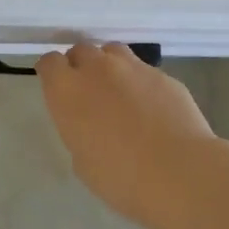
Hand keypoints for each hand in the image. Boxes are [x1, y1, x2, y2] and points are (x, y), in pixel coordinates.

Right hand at [36, 42, 219, 225]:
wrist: (178, 172)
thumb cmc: (120, 177)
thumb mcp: (83, 160)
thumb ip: (79, 130)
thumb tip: (90, 122)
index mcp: (68, 91)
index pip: (50, 63)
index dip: (52, 73)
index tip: (56, 86)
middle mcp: (97, 70)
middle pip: (81, 50)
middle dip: (80, 65)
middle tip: (88, 91)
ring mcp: (133, 68)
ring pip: (113, 52)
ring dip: (109, 65)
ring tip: (118, 91)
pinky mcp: (162, 75)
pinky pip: (143, 71)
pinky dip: (139, 82)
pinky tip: (150, 107)